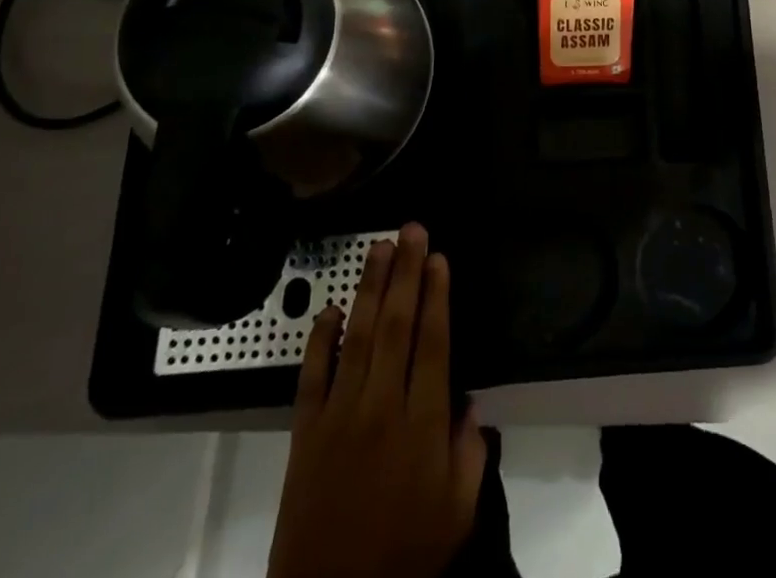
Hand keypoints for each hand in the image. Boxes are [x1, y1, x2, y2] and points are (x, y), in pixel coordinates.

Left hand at [269, 224, 484, 577]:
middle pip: (397, 325)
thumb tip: (469, 402)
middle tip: (412, 230)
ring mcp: (339, 416)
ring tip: (380, 248)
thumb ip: (470, 452)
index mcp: (421, 424)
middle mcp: (381, 407)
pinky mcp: (305, 432)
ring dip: (371, 288)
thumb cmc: (404, 556)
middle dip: (407, 273)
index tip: (439, 258)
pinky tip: (331, 309)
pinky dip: (320, 339)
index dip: (437, 295)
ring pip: (358, 336)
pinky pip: (312, 375)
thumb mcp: (457, 512)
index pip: (432, 342)